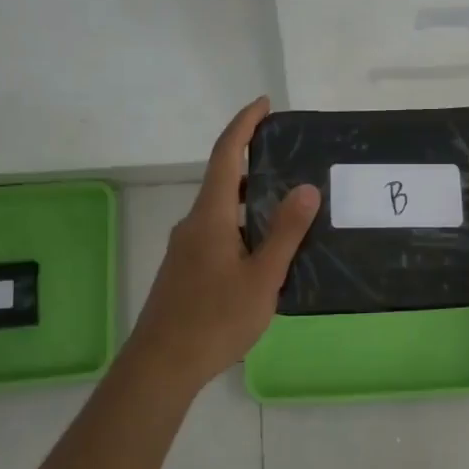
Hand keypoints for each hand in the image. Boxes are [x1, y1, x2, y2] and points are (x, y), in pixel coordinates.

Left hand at [124, 97, 320, 390]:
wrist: (162, 364)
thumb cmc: (215, 319)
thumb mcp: (262, 276)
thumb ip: (286, 232)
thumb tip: (307, 187)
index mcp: (211, 216)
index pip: (226, 155)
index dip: (244, 125)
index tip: (264, 104)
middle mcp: (194, 223)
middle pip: (223, 179)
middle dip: (252, 160)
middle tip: (290, 158)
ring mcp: (186, 247)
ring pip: (221, 209)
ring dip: (250, 198)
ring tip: (287, 204)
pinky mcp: (185, 269)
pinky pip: (217, 232)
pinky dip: (242, 224)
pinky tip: (264, 250)